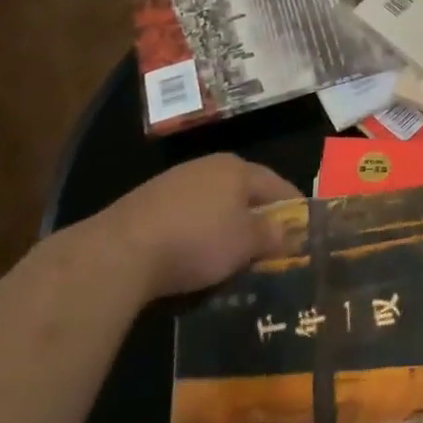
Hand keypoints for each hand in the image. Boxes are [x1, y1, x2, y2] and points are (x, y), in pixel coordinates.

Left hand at [89, 153, 303, 298]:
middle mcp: (207, 166)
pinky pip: (187, 216)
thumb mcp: (246, 243)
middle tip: (271, 246)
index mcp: (237, 168)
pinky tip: (195, 256)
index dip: (294, 209)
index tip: (304, 232)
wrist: (118, 253)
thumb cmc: (197, 241)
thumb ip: (272, 234)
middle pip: (244, 192)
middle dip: (258, 217)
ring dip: (227, 226)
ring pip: (214, 204)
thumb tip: (287, 232)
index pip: (278, 185)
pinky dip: (198, 233)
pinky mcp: (146, 203)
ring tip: (234, 255)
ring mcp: (173, 182)